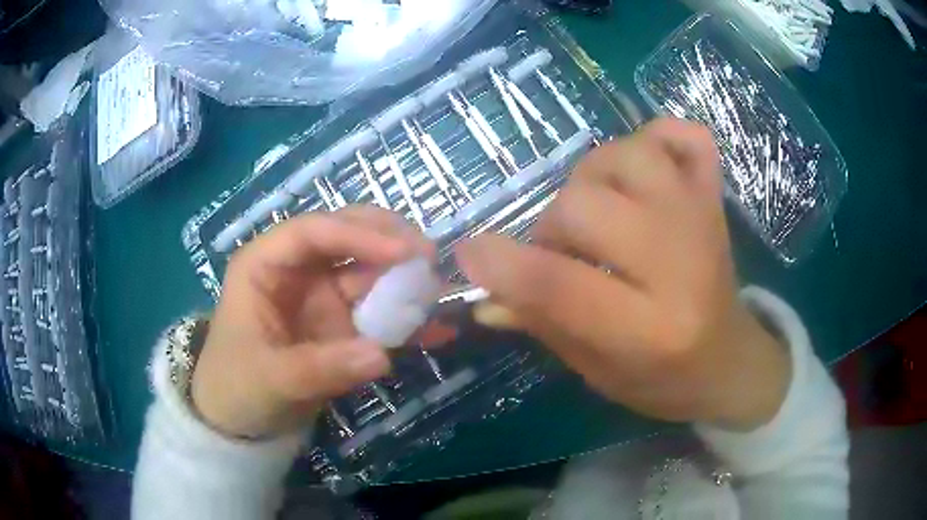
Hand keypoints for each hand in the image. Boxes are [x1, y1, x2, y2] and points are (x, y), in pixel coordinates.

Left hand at [192, 206, 433, 438]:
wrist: (242, 421)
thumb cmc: (238, 388)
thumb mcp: (271, 380)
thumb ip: (321, 368)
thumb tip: (381, 356)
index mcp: (264, 265)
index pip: (311, 232)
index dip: (357, 234)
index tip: (404, 250)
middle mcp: (297, 271)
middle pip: (346, 236)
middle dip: (388, 241)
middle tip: (430, 257)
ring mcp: (323, 295)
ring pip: (370, 271)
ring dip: (405, 278)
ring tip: (442, 294)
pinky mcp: (342, 322)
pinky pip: (380, 311)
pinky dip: (407, 318)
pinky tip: (437, 329)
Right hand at [457, 118, 789, 430]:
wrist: (731, 359)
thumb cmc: (664, 379)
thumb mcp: (598, 372)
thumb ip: (543, 324)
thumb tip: (486, 291)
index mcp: (651, 330)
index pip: (562, 285)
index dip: (503, 264)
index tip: (468, 254)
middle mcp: (680, 264)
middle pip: (585, 206)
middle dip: (553, 227)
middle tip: (563, 253)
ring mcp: (701, 218)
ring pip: (625, 155)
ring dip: (593, 178)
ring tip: (599, 211)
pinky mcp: (713, 195)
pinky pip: (682, 134)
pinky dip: (657, 138)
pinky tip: (646, 171)